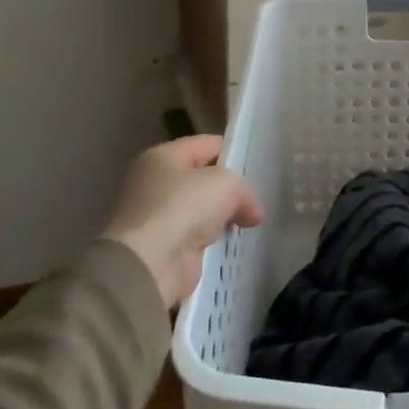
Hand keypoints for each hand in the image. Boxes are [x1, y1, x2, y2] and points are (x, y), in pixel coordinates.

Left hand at [105, 136, 262, 308]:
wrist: (151, 263)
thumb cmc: (185, 207)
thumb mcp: (226, 183)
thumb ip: (245, 190)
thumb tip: (252, 212)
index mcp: (163, 156)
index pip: (207, 145)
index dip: (234, 154)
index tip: (257, 170)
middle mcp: (155, 182)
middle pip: (204, 178)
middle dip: (230, 190)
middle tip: (255, 200)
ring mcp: (158, 216)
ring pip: (202, 209)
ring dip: (223, 218)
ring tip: (250, 223)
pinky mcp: (164, 246)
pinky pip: (197, 236)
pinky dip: (213, 241)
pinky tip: (234, 244)